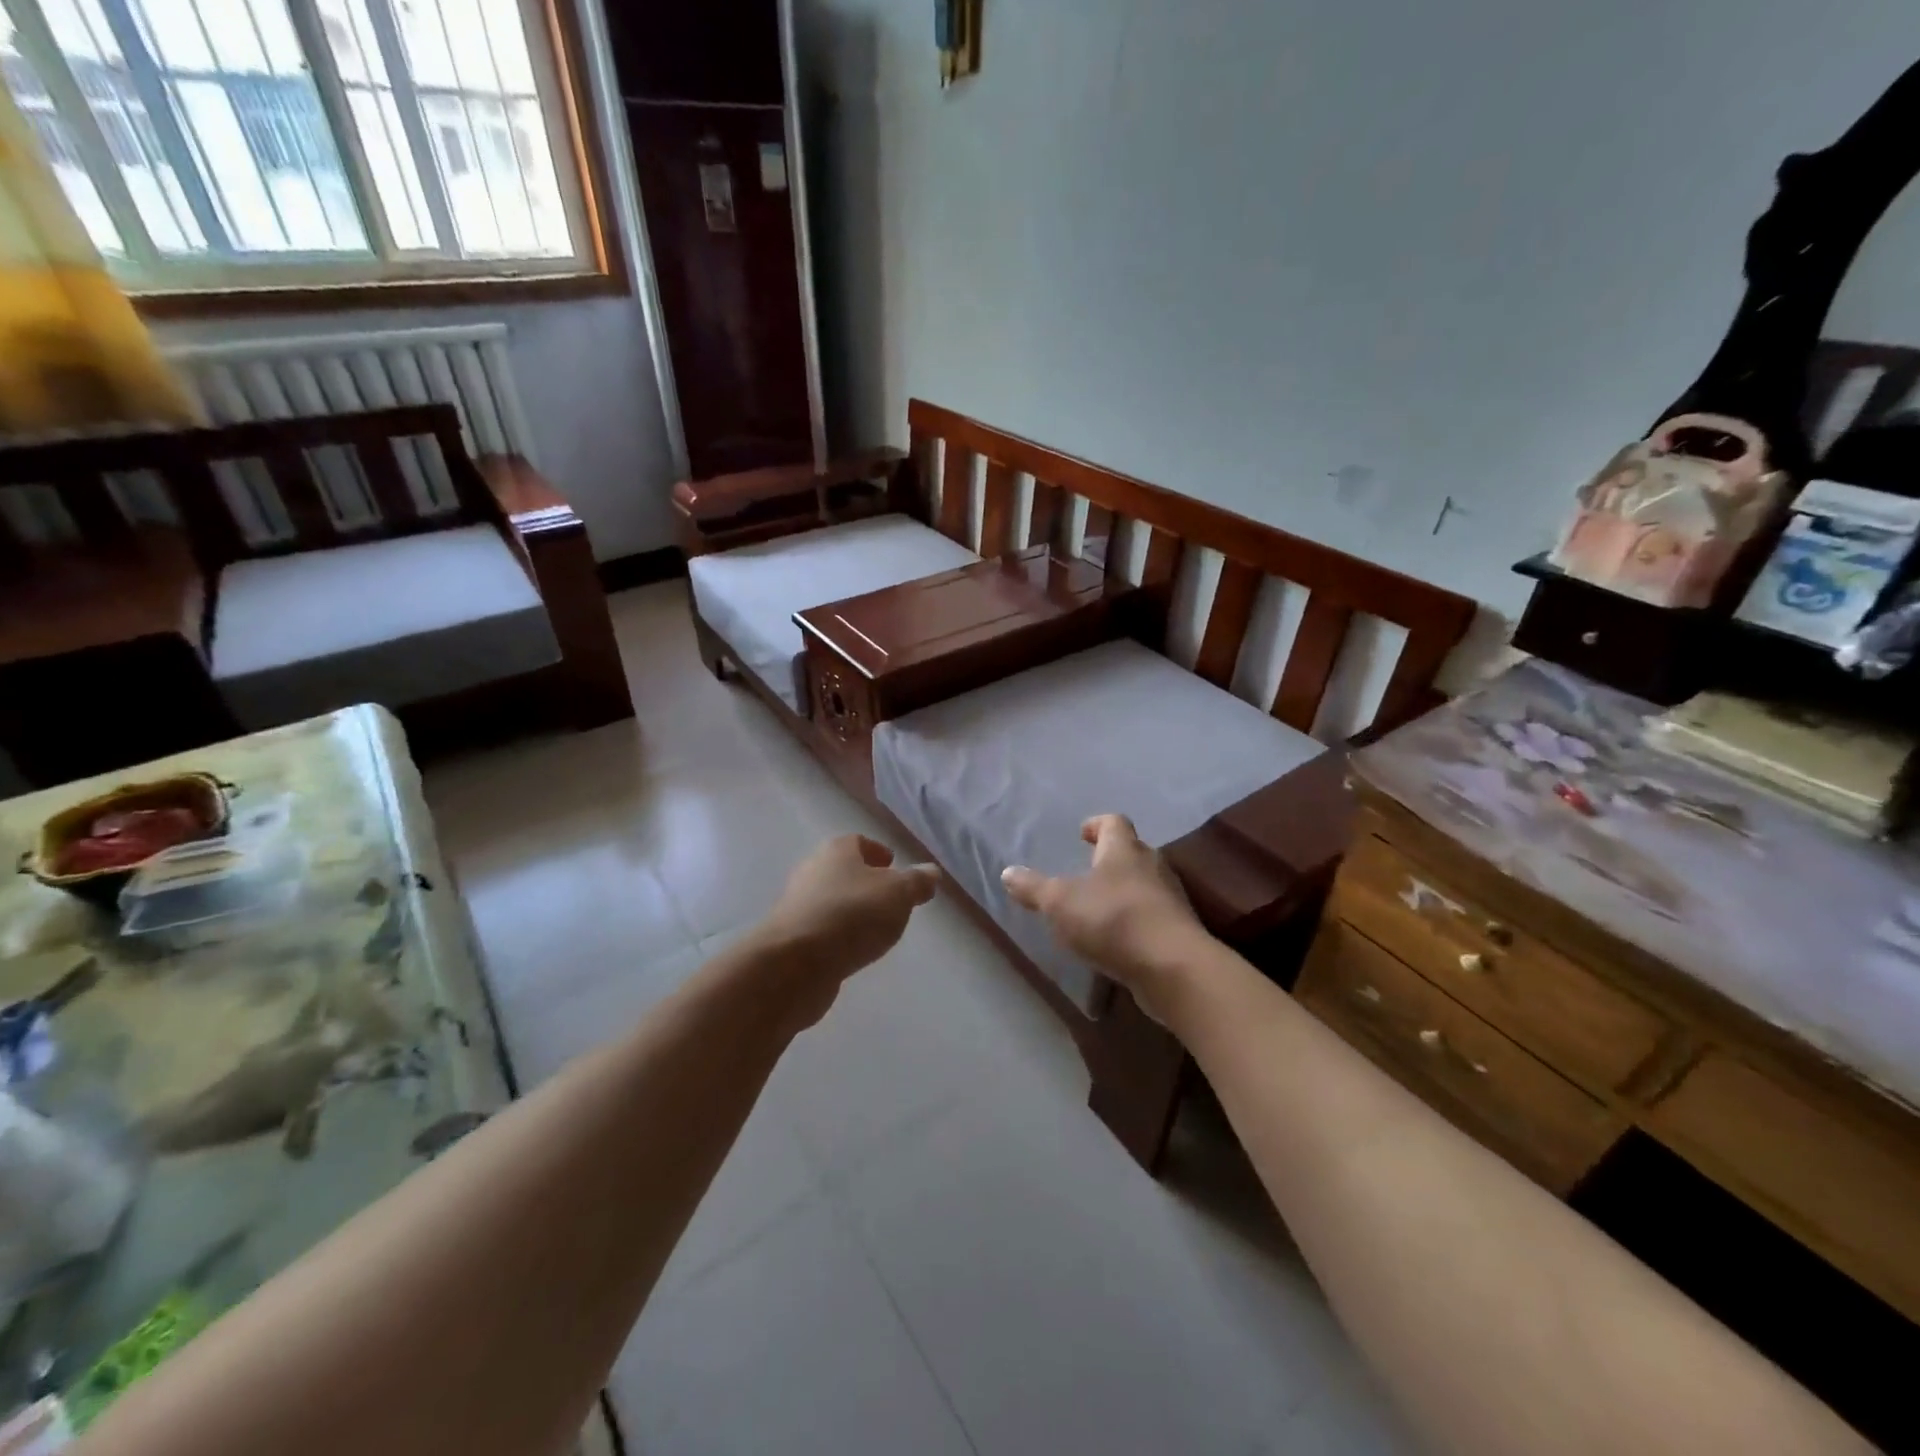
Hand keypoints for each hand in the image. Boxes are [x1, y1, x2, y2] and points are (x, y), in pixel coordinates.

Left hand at [750, 835, 939, 1024]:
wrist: (794, 964)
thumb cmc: (852, 915)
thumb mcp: (899, 894)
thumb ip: (917, 882)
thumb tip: (931, 872)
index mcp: (837, 851)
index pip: (858, 842)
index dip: (877, 852)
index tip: (893, 865)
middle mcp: (812, 871)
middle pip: (842, 870)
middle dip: (864, 882)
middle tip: (889, 899)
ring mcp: (797, 905)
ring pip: (831, 900)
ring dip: (850, 910)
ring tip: (875, 928)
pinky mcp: (790, 938)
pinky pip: (821, 930)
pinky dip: (837, 935)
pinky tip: (852, 950)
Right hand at [1001, 814, 1212, 1021]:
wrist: (1172, 967)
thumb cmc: (1112, 919)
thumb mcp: (1059, 902)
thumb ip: (1033, 888)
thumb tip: (1007, 872)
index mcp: (1124, 849)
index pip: (1114, 823)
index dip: (1097, 825)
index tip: (1083, 833)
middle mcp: (1152, 866)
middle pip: (1132, 852)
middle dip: (1111, 859)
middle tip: (1088, 869)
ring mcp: (1170, 899)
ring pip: (1144, 884)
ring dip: (1123, 891)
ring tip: (1098, 907)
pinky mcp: (1178, 931)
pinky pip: (1152, 916)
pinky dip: (1134, 921)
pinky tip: (1117, 940)